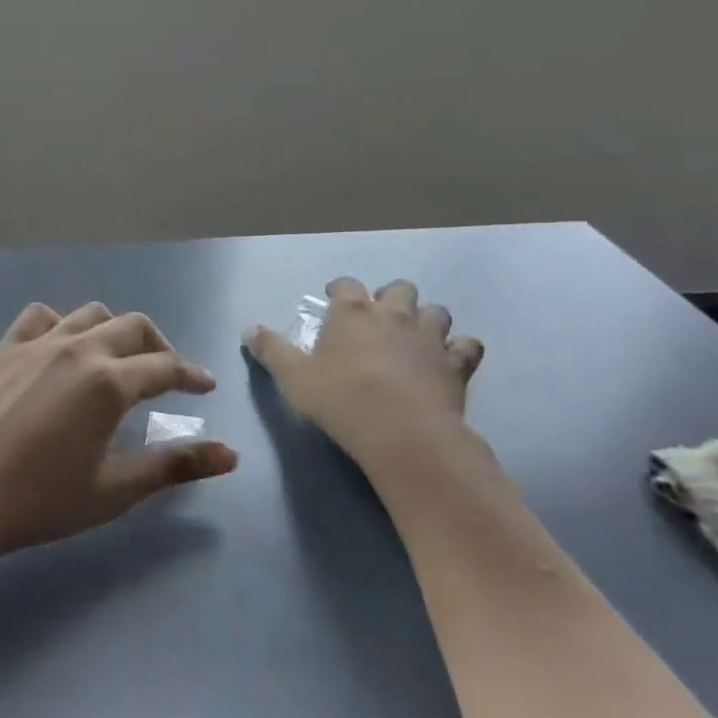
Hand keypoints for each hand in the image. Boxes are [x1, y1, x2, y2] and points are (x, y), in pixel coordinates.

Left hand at [0, 302, 238, 577]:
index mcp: (108, 382)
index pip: (165, 366)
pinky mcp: (5, 347)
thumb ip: (174, 465)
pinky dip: (62, 323)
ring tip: (119, 357)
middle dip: (159, 346)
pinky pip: (41, 316)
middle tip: (168, 373)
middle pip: (133, 327)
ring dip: (115, 329)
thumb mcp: (114, 490)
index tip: (205, 386)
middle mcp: (78, 348)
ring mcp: (38, 342)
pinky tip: (62, 347)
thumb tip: (231, 455)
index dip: (192, 375)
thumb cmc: (38, 500)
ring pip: (91, 313)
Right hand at [242, 277, 484, 474]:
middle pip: (399, 288)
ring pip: (436, 311)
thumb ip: (272, 351)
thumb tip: (250, 329)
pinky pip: (468, 346)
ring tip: (416, 335)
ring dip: (427, 318)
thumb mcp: (293, 377)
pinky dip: (461, 349)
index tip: (332, 299)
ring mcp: (430, 337)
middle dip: (390, 297)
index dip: (339, 290)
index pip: (346, 285)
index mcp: (352, 312)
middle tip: (379, 317)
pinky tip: (452, 359)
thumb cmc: (340, 399)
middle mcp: (394, 315)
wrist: (402, 432)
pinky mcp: (457, 365)